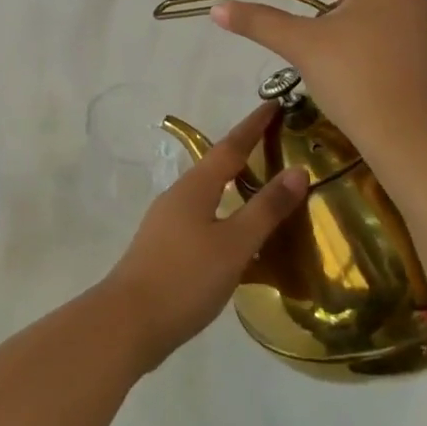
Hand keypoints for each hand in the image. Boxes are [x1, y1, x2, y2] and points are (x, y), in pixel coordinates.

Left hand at [102, 104, 306, 370]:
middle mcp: (178, 196)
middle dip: (245, 153)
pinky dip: (225, 214)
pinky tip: (238, 236)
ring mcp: (167, 222)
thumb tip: (297, 170)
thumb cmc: (185, 277)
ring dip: (235, 186)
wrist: (129, 322)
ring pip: (209, 194)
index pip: (230, 146)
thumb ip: (266, 209)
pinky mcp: (165, 247)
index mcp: (194, 187)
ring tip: (263, 188)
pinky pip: (203, 218)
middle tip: (276, 144)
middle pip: (216, 166)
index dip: (253, 126)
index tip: (273, 104)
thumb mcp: (234, 244)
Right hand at [211, 0, 426, 152]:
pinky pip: (381, 31)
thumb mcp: (300, 45)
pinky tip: (339, 53)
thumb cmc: (354, 80)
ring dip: (330, 15)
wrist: (410, 140)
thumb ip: (258, 21)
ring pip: (363, 10)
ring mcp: (424, 24)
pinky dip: (354, 35)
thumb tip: (218, 8)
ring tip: (303, 27)